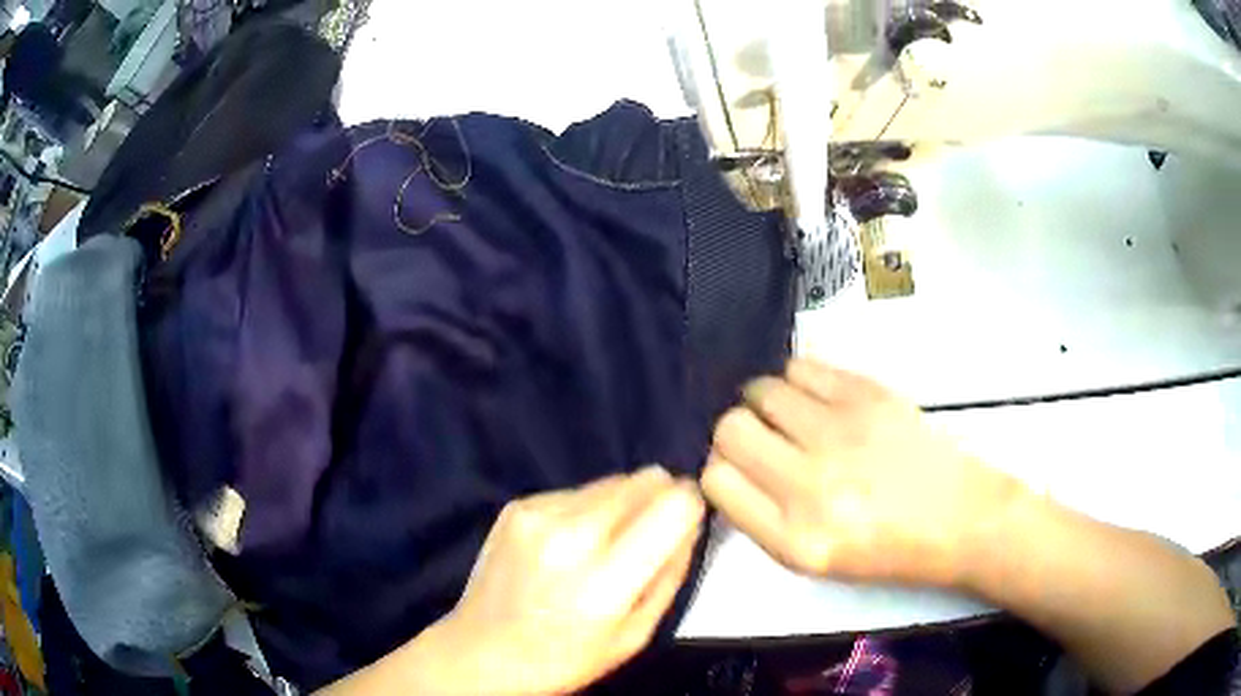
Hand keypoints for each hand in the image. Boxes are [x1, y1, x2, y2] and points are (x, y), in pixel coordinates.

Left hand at [430, 467, 705, 695]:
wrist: (480, 651)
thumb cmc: (563, 657)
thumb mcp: (635, 635)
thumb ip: (670, 575)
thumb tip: (689, 522)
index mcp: (605, 580)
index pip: (674, 505)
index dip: (689, 505)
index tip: (686, 520)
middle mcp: (571, 535)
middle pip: (644, 480)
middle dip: (658, 499)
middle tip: (646, 535)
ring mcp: (538, 514)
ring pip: (612, 480)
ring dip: (621, 504)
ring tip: (602, 545)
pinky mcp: (517, 505)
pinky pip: (576, 491)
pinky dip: (584, 510)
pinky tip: (566, 544)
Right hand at [703, 358, 1027, 588]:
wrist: (958, 519)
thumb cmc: (886, 549)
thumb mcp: (811, 559)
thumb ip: (761, 516)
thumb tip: (726, 464)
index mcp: (794, 539)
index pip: (717, 480)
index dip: (719, 469)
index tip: (738, 469)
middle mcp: (812, 486)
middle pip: (730, 428)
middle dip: (734, 432)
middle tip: (760, 439)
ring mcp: (843, 434)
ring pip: (760, 390)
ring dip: (762, 402)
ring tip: (787, 416)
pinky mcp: (868, 395)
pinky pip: (800, 366)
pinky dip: (794, 379)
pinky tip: (812, 398)